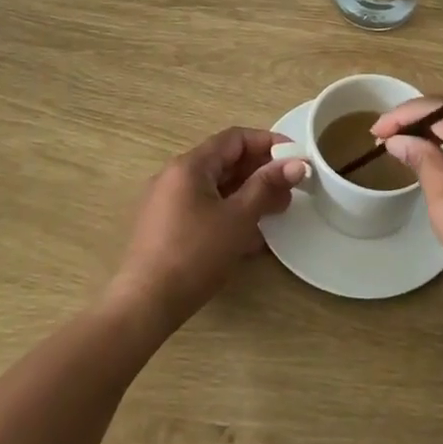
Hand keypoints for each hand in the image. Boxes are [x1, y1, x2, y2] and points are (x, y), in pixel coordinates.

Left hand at [107, 127, 308, 333]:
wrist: (145, 305)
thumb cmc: (194, 254)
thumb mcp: (237, 218)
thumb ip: (267, 186)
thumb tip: (297, 163)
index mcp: (190, 165)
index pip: (235, 138)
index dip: (268, 142)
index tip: (296, 156)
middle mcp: (175, 176)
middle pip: (225, 162)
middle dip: (261, 172)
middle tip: (290, 189)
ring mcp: (168, 202)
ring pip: (216, 187)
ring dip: (248, 194)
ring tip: (276, 211)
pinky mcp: (166, 227)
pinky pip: (204, 207)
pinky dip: (229, 212)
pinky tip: (250, 235)